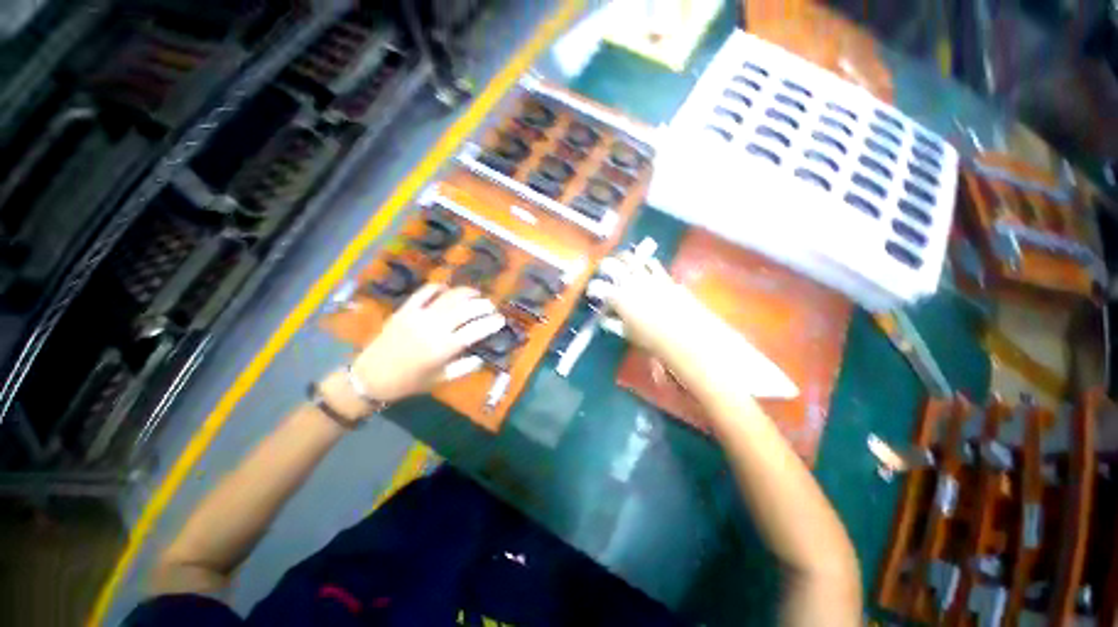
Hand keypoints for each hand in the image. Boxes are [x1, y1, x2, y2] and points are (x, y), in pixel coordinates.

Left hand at [350, 284, 504, 402]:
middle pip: (466, 309)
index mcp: (444, 348)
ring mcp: (418, 316)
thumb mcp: (441, 379)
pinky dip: (438, 287)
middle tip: (491, 307)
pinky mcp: (405, 310)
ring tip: (476, 294)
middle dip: (483, 305)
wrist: (370, 377)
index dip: (491, 323)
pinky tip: (447, 289)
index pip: (475, 330)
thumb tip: (481, 357)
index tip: (501, 320)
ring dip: (466, 293)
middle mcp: (434, 328)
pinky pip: (424, 292)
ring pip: (449, 297)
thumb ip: (464, 367)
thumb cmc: (409, 382)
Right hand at [600, 252, 708, 356]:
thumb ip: (613, 323)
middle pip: (611, 265)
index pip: (598, 287)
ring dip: (623, 258)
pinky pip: (651, 263)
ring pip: (631, 258)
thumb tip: (604, 318)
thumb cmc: (651, 337)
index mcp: (618, 297)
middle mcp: (630, 282)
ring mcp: (647, 276)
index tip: (592, 292)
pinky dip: (644, 263)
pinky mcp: (663, 275)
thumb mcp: (627, 333)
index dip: (592, 288)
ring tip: (622, 260)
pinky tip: (644, 266)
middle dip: (604, 266)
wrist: (684, 332)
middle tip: (603, 269)